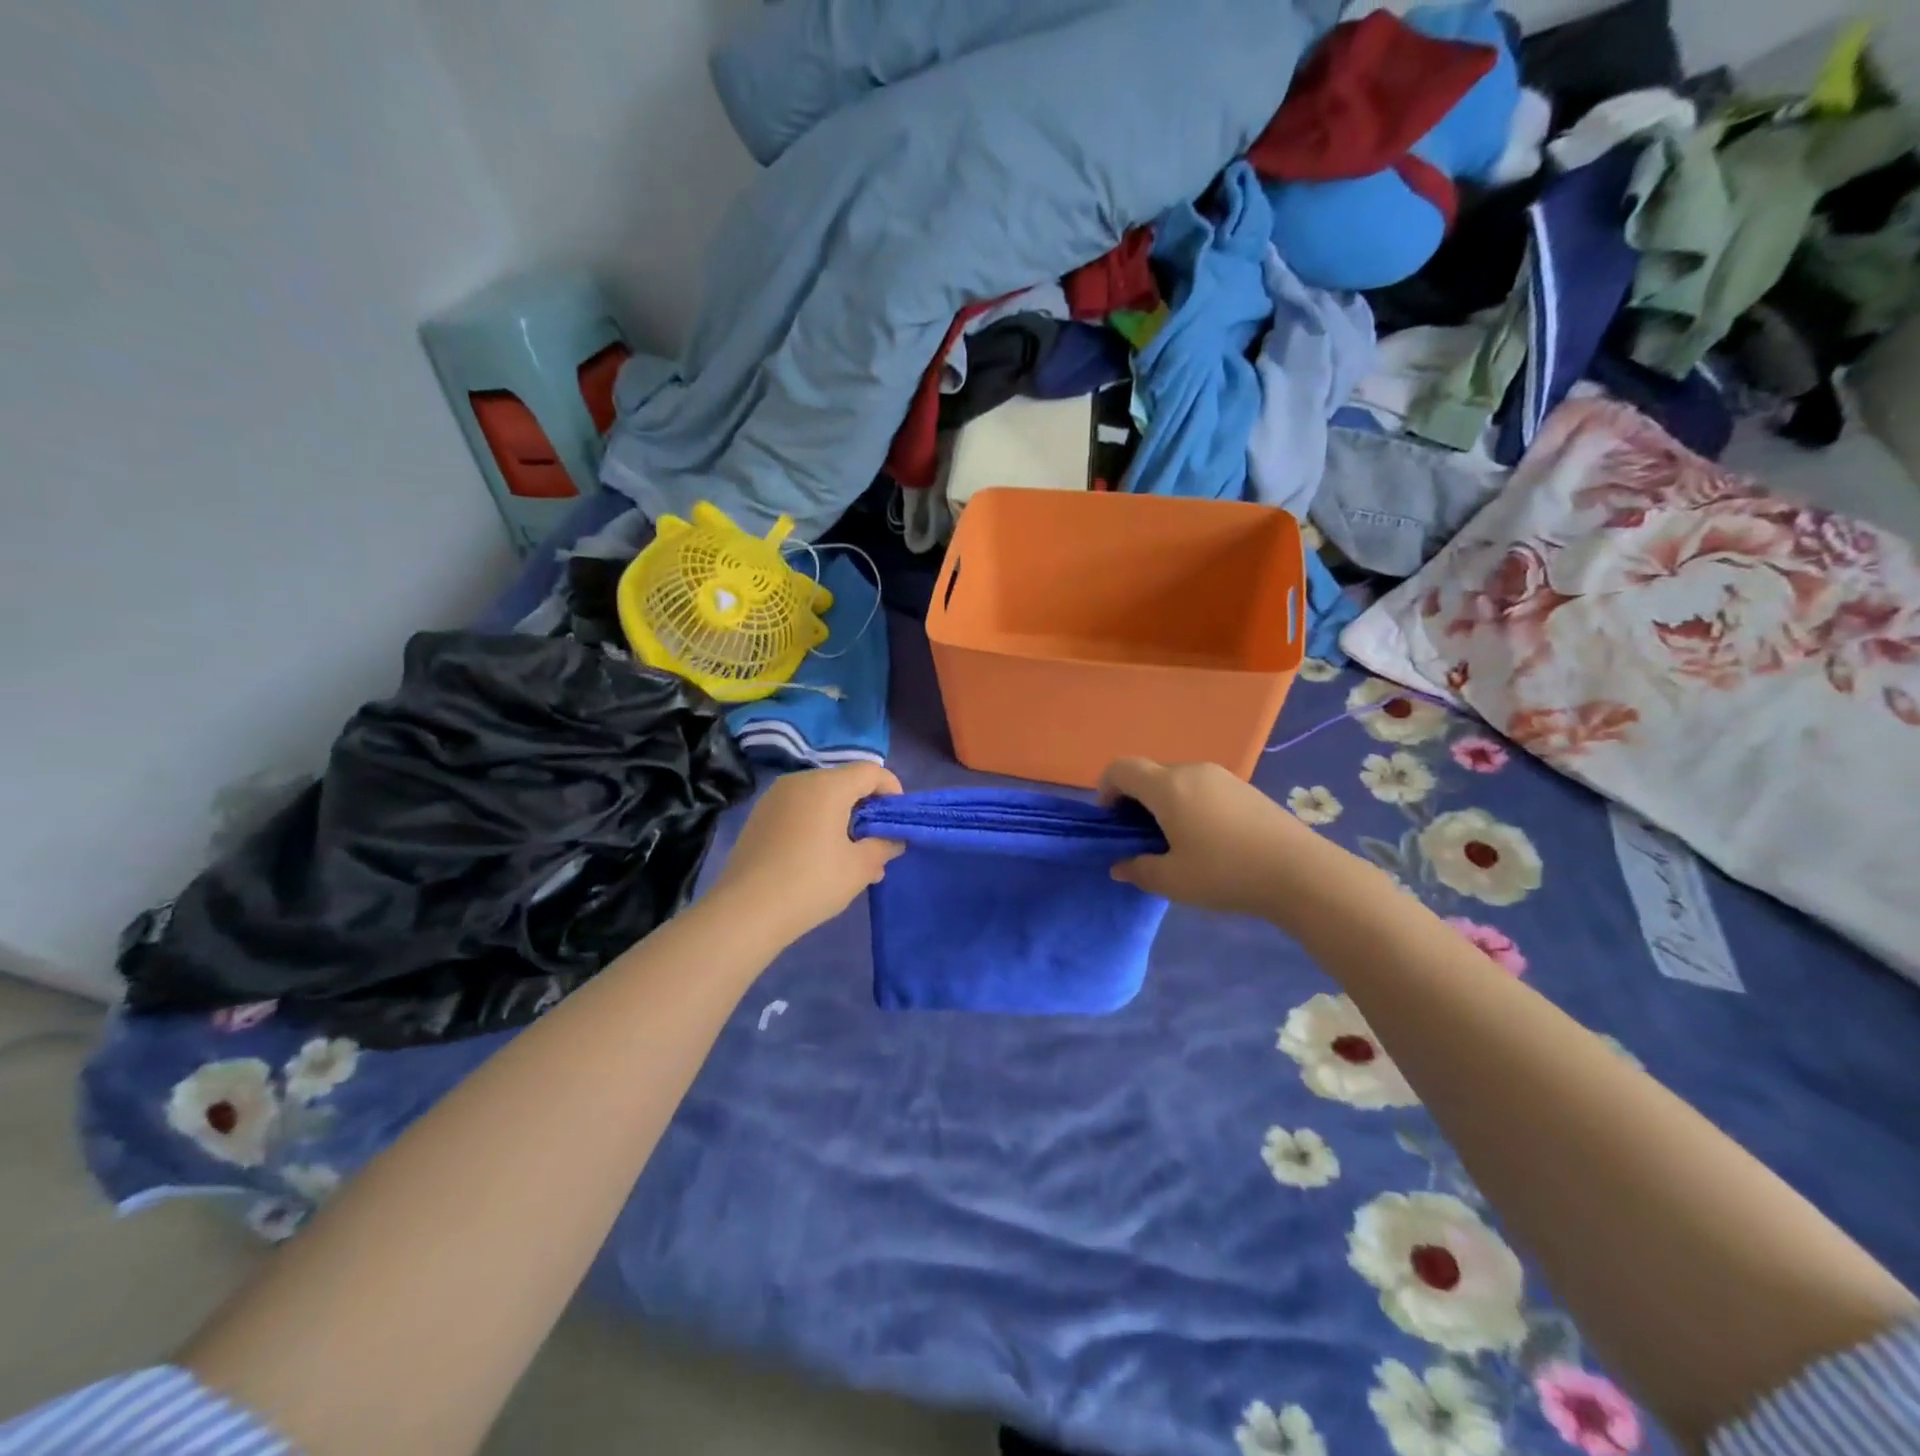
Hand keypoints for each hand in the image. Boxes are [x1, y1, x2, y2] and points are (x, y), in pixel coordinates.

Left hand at [708, 763, 904, 941]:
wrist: (746, 911)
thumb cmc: (812, 883)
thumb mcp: (860, 868)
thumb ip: (884, 846)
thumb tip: (893, 839)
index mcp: (828, 785)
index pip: (871, 771)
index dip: (892, 790)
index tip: (897, 821)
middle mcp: (800, 781)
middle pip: (845, 782)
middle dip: (867, 808)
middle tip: (878, 843)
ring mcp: (775, 798)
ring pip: (821, 798)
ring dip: (842, 819)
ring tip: (851, 857)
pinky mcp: (759, 817)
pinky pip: (799, 810)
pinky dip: (817, 825)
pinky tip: (820, 859)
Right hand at [1099, 758, 1315, 917]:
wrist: (1301, 873)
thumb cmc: (1226, 873)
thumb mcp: (1173, 881)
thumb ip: (1139, 870)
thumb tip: (1120, 865)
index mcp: (1168, 787)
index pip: (1122, 768)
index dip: (1106, 788)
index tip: (1111, 820)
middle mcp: (1192, 771)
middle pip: (1150, 773)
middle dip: (1136, 799)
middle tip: (1141, 838)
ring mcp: (1223, 777)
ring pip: (1178, 780)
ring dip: (1165, 803)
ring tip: (1176, 842)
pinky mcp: (1245, 788)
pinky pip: (1203, 788)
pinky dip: (1190, 805)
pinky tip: (1209, 840)